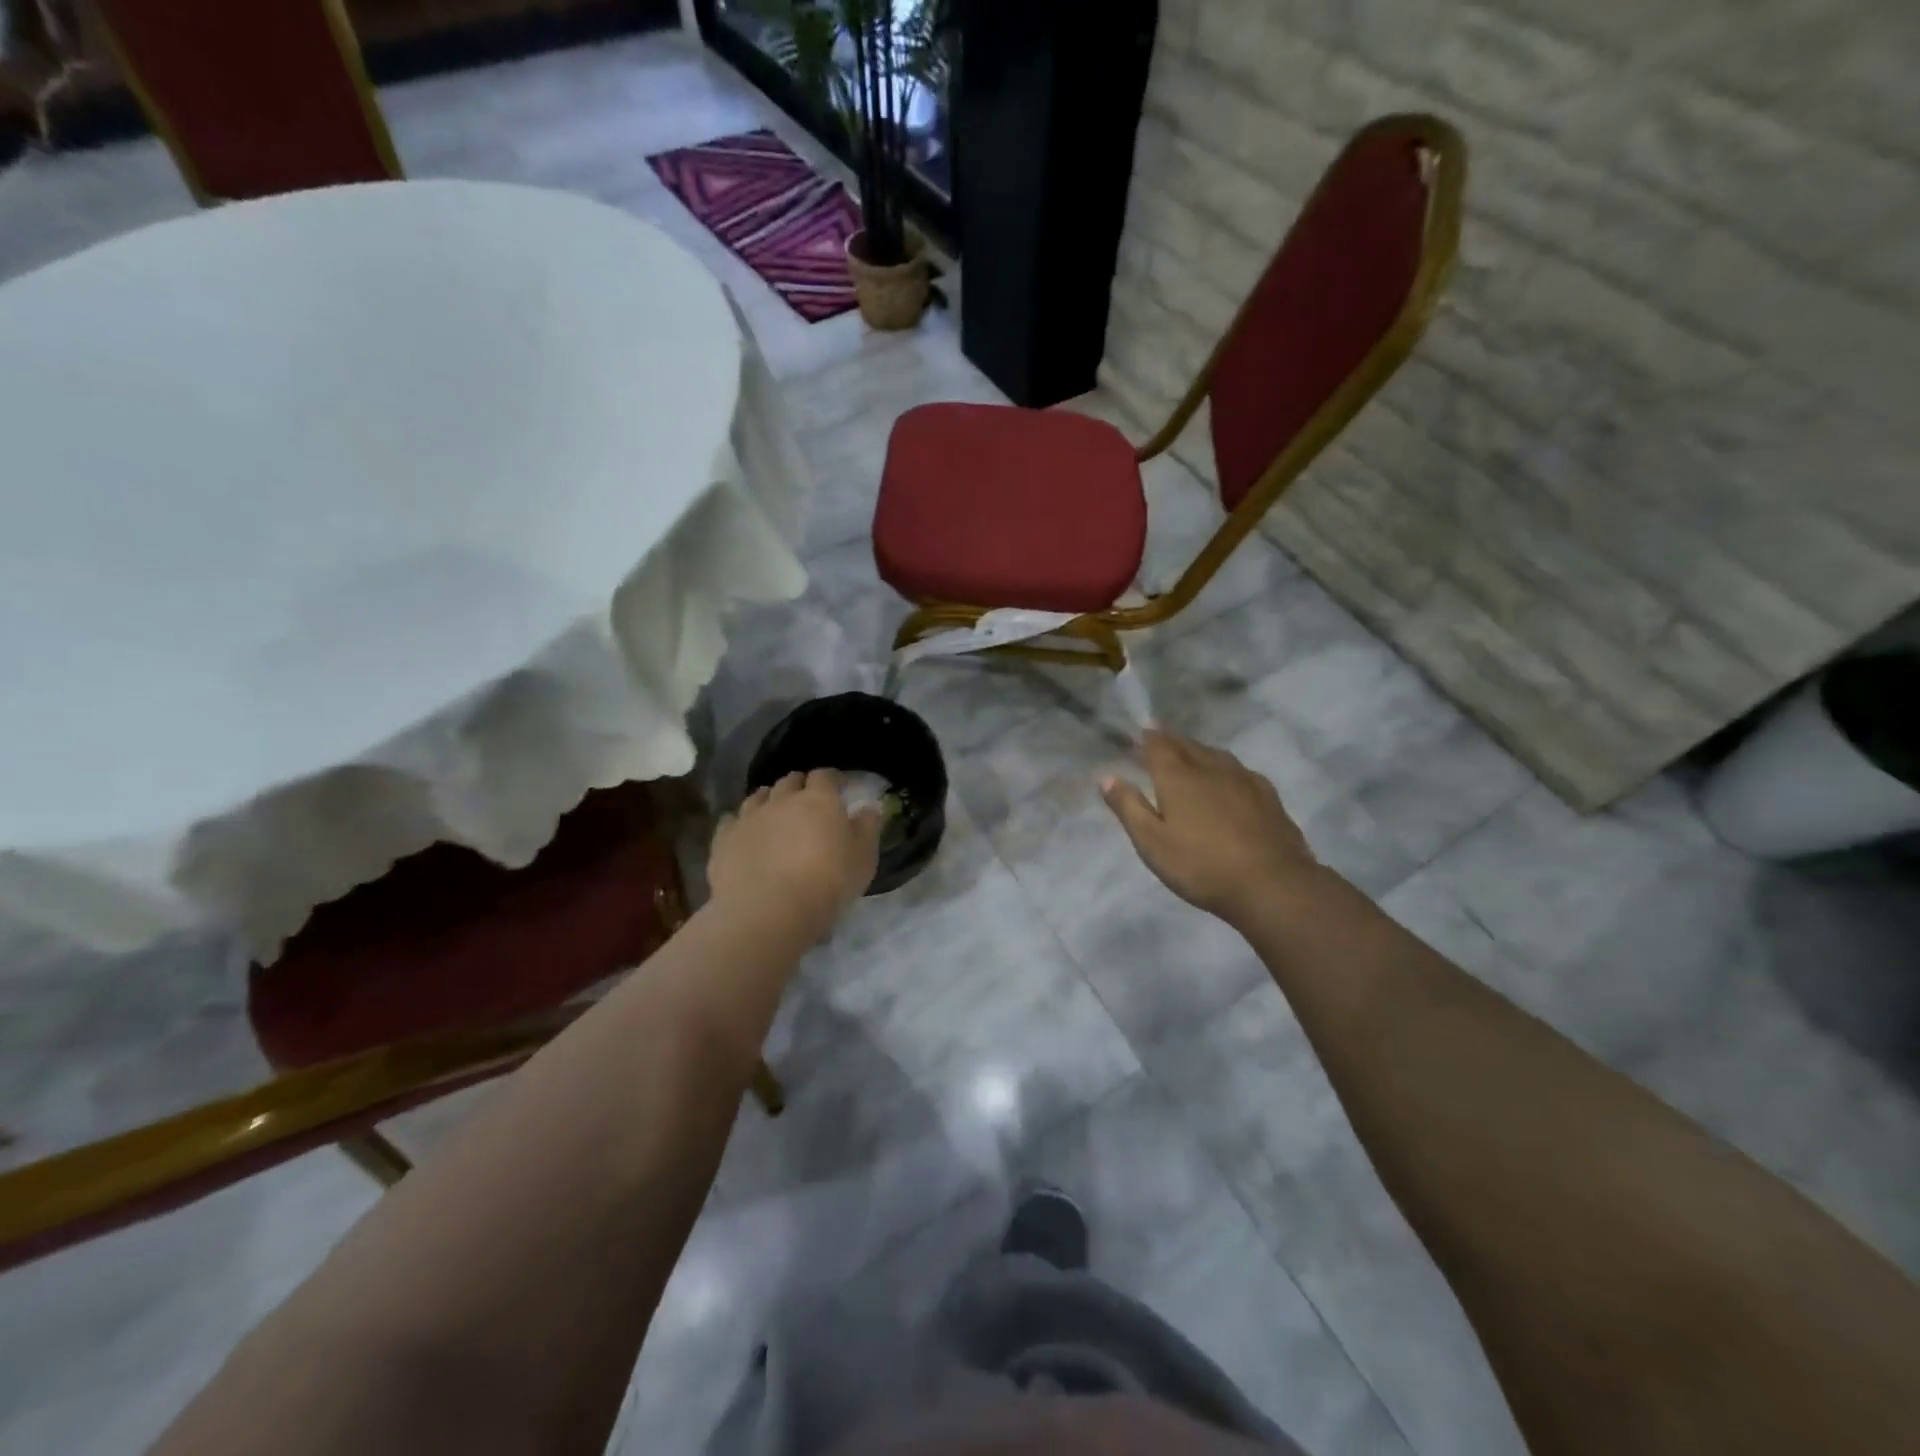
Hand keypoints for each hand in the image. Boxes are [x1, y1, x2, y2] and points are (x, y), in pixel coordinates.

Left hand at [709, 770, 882, 939]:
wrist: (769, 912)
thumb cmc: (827, 883)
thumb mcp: (863, 858)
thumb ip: (868, 828)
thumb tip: (871, 807)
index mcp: (819, 800)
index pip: (825, 776)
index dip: (833, 779)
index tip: (839, 788)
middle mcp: (782, 800)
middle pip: (790, 780)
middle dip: (799, 786)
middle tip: (807, 802)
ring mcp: (749, 817)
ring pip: (758, 796)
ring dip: (769, 800)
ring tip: (775, 815)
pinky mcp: (724, 839)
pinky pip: (731, 820)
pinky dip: (740, 823)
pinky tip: (745, 834)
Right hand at [1100, 730, 1320, 926]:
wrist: (1272, 884)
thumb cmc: (1201, 866)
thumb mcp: (1152, 842)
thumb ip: (1128, 807)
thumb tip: (1106, 776)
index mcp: (1178, 777)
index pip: (1158, 746)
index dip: (1147, 738)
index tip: (1139, 732)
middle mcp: (1211, 769)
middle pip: (1187, 745)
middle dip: (1171, 740)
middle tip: (1159, 737)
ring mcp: (1244, 780)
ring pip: (1216, 755)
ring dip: (1198, 750)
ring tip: (1190, 753)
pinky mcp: (1268, 796)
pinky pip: (1240, 770)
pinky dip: (1225, 767)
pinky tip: (1229, 778)